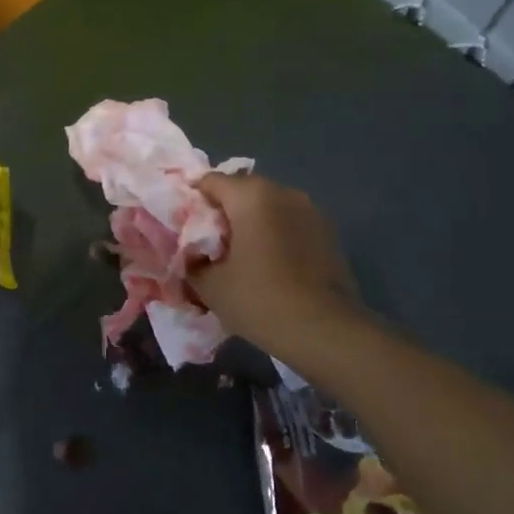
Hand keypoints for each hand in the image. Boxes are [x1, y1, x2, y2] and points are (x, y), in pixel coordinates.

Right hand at [191, 173, 363, 363]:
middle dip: (223, 213)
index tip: (185, 229)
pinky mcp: (328, 232)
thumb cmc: (260, 300)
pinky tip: (271, 266)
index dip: (192, 202)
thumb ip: (192, 261)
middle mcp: (282, 191)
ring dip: (252, 223)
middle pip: (241, 191)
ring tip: (242, 257)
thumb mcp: (210, 285)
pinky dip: (276, 236)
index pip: (209, 182)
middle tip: (211, 246)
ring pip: (268, 207)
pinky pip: (290, 223)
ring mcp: (310, 210)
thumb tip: (193, 254)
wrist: (325, 331)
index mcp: (250, 195)